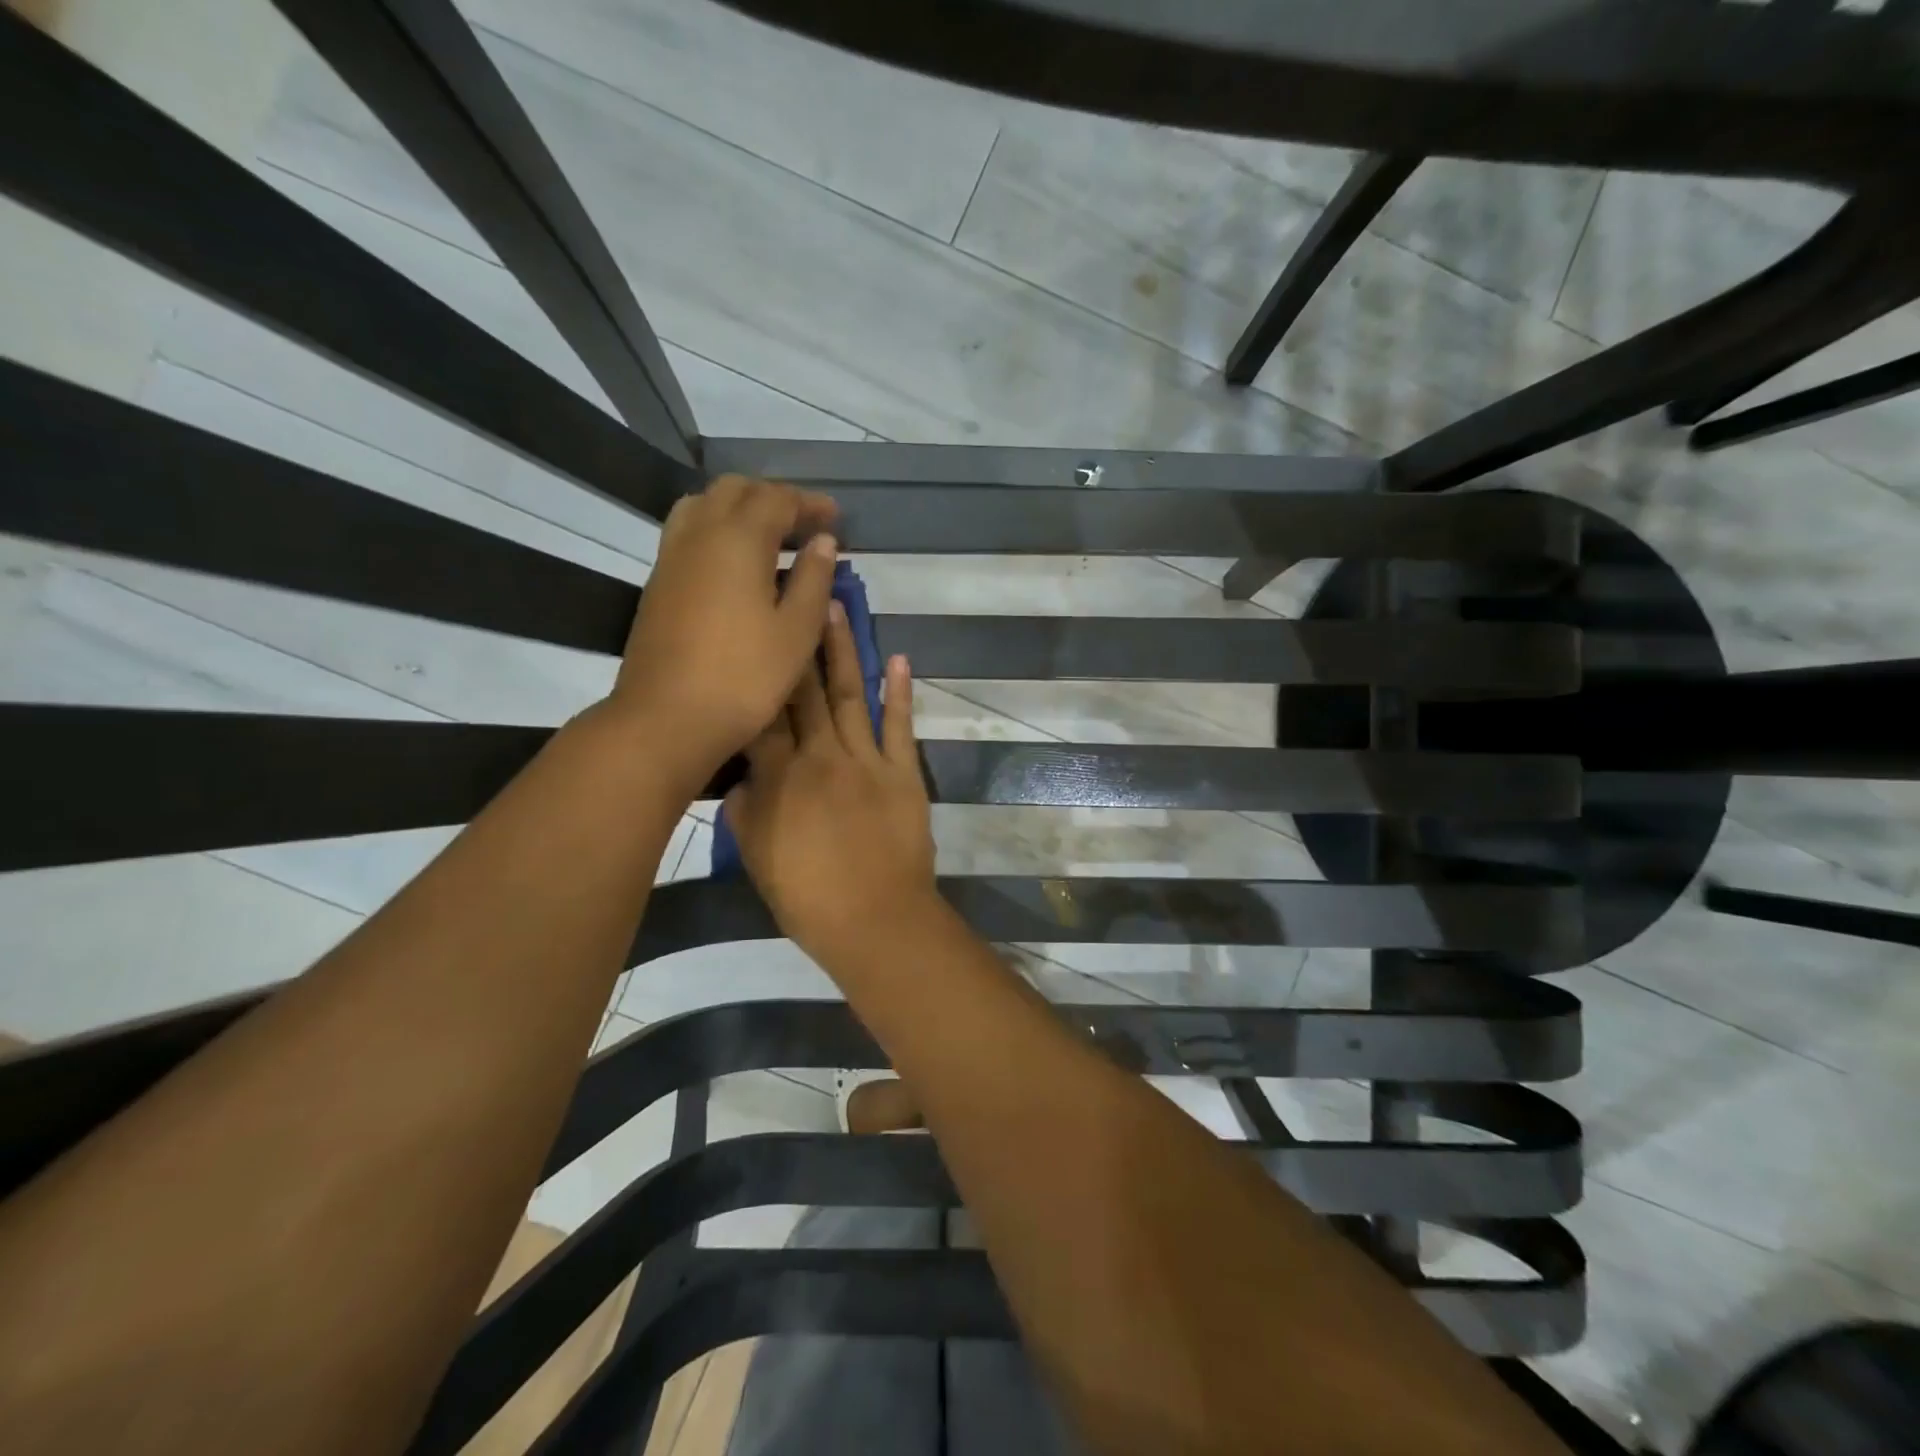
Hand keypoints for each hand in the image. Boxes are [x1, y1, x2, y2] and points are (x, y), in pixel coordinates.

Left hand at [609, 475, 838, 789]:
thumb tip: (822, 542)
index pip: (777, 499)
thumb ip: (813, 579)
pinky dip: (717, 531)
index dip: (809, 503)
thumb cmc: (745, 677)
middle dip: (773, 497)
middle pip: (735, 490)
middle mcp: (700, 534)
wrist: (667, 718)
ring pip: (704, 506)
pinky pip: (689, 533)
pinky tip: (736, 566)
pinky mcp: (658, 583)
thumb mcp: (797, 631)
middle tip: (804, 524)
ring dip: (740, 509)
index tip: (835, 518)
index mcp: (739, 539)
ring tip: (769, 538)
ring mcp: (672, 558)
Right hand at [724, 603, 936, 963]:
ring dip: (841, 651)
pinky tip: (896, 659)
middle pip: (803, 692)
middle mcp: (820, 756)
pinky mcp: (903, 772)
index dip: (755, 674)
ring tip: (835, 608)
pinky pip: (899, 725)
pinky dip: (898, 693)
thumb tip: (741, 775)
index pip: (760, 715)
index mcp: (779, 777)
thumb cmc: (808, 896)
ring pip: (848, 695)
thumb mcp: (757, 856)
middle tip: (794, 596)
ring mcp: (867, 760)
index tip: (752, 634)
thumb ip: (745, 809)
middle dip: (796, 644)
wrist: (876, 919)